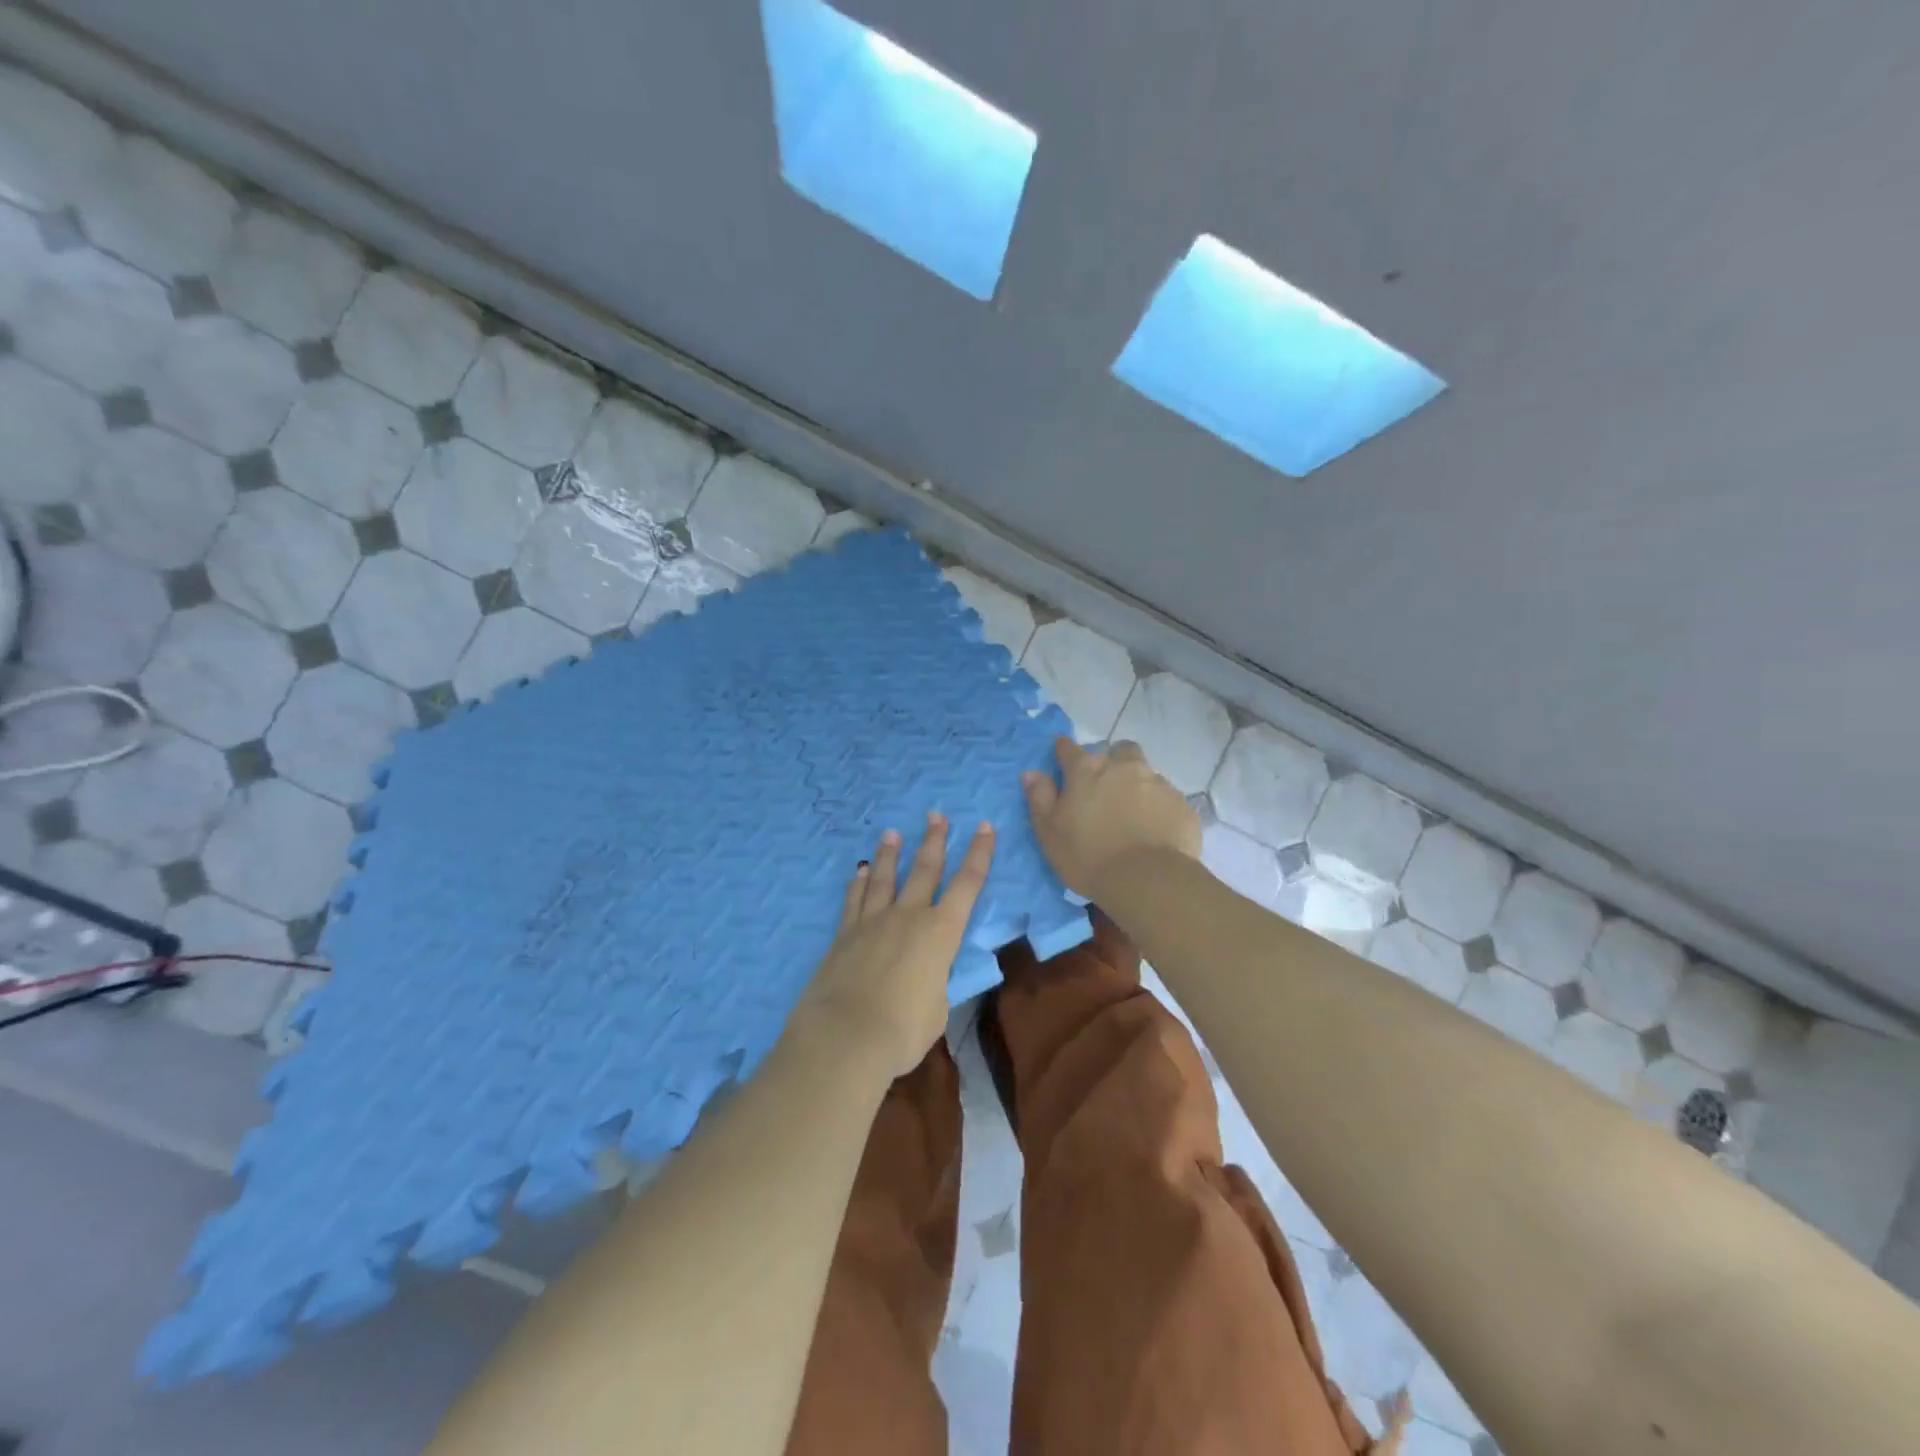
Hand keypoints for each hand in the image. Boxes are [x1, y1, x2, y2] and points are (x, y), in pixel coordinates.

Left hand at [790, 813, 995, 1079]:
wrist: (845, 1035)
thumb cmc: (903, 1030)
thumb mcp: (936, 1009)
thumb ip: (933, 984)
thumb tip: (923, 978)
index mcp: (941, 933)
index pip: (968, 885)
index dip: (979, 854)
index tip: (984, 826)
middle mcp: (908, 917)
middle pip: (925, 869)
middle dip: (934, 840)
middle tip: (935, 814)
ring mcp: (873, 922)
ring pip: (884, 877)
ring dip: (891, 853)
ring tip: (892, 832)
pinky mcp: (844, 934)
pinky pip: (854, 900)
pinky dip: (858, 882)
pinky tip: (860, 870)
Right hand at [1022, 737, 1199, 900]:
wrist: (1148, 880)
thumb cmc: (1088, 856)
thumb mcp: (1049, 832)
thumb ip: (1039, 798)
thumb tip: (1032, 773)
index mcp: (1087, 770)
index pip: (1069, 748)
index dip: (1064, 751)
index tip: (1062, 759)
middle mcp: (1123, 767)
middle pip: (1118, 750)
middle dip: (1112, 761)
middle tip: (1106, 789)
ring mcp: (1158, 783)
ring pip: (1146, 773)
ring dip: (1138, 785)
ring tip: (1133, 814)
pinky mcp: (1182, 804)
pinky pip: (1168, 798)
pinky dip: (1159, 808)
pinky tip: (1155, 831)